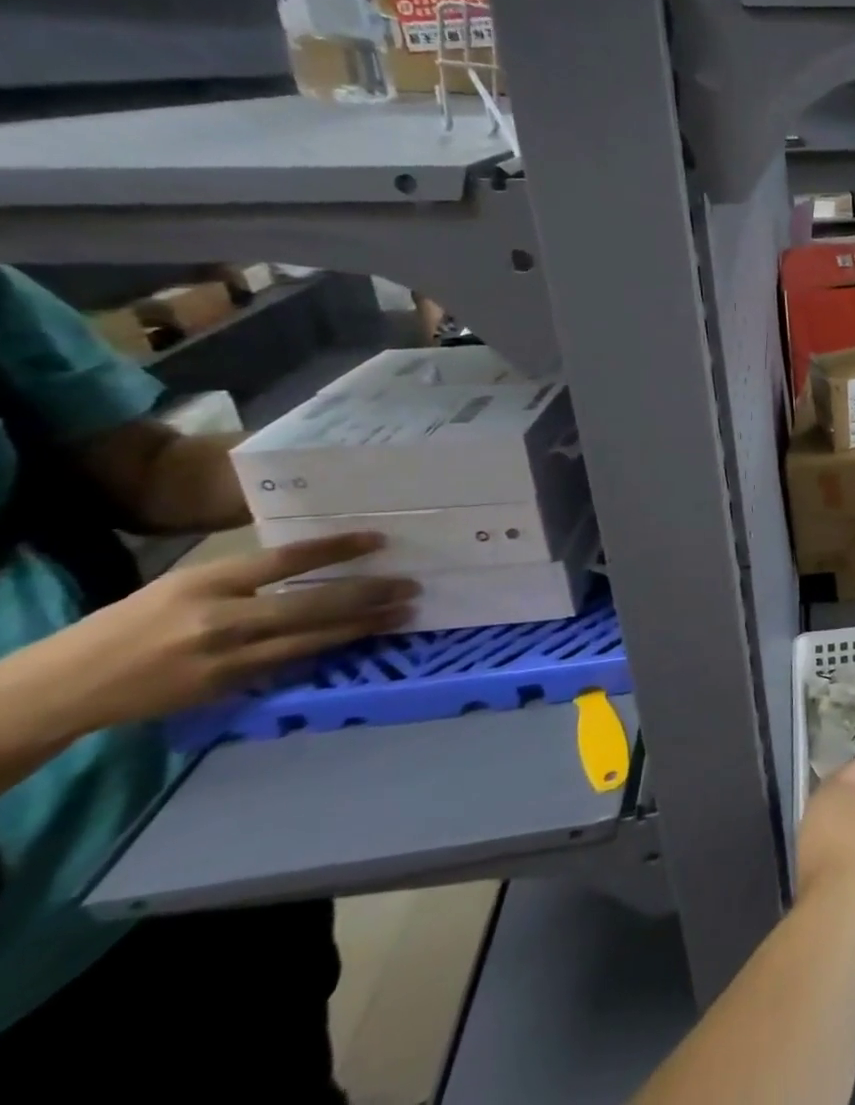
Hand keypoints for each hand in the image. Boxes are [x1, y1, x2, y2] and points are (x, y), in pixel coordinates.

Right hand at [43, 534, 416, 735]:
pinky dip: (330, 650)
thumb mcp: (188, 583)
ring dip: (363, 626)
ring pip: (312, 639)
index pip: (286, 560)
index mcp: (208, 583)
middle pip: (312, 604)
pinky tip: (362, 640)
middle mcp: (222, 619)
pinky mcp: (229, 687)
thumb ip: (248, 574)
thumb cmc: (136, 621)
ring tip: (403, 613)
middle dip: (368, 595)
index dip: (336, 549)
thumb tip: (315, 560)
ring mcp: (227, 658)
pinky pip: (292, 663)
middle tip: (412, 585)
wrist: (69, 686)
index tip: (379, 540)